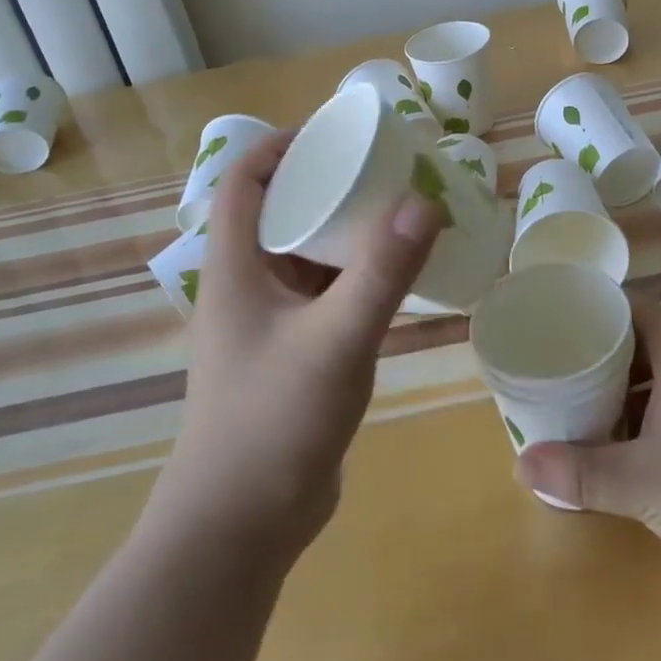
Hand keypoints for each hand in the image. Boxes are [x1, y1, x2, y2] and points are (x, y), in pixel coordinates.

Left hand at [148, 129, 441, 560]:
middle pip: (283, 210)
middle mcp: (247, 284)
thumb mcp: (335, 339)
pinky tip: (398, 273)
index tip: (337, 131)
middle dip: (329, 182)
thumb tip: (425, 199)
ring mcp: (270, 320)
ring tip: (400, 209)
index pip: (246, 179)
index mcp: (235, 266)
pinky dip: (357, 272)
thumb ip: (382, 271)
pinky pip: (326, 291)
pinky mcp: (294, 351)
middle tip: (386, 167)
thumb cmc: (272, 423)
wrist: (240, 529)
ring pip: (308, 253)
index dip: (282, 145)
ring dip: (348, 229)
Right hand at [516, 300, 660, 593]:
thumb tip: (520, 466)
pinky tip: (640, 446)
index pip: (626, 306)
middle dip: (601, 357)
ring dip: (629, 388)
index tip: (554, 330)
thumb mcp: (642, 483)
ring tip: (589, 412)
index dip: (589, 312)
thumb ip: (579, 473)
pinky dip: (658, 408)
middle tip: (560, 375)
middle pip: (643, 337)